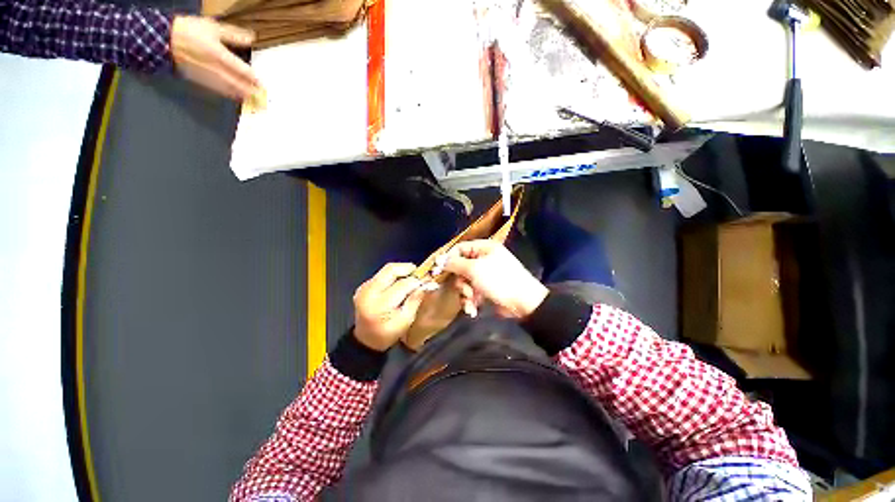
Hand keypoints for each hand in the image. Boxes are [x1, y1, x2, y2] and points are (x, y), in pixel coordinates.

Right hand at [171, 16, 260, 100]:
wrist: (163, 38)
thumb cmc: (189, 30)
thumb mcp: (212, 27)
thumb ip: (232, 34)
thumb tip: (252, 37)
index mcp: (216, 52)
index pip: (238, 67)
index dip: (250, 76)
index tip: (261, 83)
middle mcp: (211, 65)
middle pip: (233, 80)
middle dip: (248, 89)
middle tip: (261, 96)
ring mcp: (204, 73)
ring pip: (225, 87)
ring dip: (239, 94)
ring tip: (252, 99)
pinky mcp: (197, 78)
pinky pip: (214, 88)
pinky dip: (226, 93)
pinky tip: (235, 96)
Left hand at [353, 263, 427, 350]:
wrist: (365, 340)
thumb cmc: (387, 334)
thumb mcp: (405, 321)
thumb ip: (415, 300)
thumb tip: (428, 284)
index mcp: (379, 304)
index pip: (402, 284)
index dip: (417, 281)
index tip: (428, 281)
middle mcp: (369, 292)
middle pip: (391, 270)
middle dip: (407, 268)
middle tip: (419, 274)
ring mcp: (364, 288)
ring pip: (386, 270)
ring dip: (401, 271)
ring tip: (411, 279)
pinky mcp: (364, 286)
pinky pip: (382, 275)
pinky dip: (393, 276)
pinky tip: (399, 284)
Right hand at [442, 240, 548, 318]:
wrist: (523, 303)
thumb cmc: (499, 280)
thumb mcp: (474, 269)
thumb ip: (455, 264)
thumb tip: (439, 260)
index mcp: (484, 248)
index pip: (460, 248)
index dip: (449, 259)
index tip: (439, 271)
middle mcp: (484, 258)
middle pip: (461, 267)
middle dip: (461, 282)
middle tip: (465, 291)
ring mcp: (485, 274)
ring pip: (465, 282)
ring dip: (465, 294)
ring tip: (471, 302)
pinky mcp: (486, 288)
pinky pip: (472, 291)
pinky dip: (471, 300)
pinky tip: (473, 310)